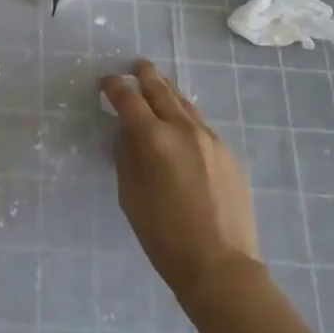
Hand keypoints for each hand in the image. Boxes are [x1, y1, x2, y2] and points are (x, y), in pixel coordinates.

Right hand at [100, 59, 259, 297]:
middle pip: (160, 89)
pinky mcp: (227, 152)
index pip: (128, 98)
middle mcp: (182, 128)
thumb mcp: (130, 195)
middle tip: (136, 66)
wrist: (221, 266)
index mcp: (153, 138)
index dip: (114, 86)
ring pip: (184, 102)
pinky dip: (185, 116)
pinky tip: (182, 125)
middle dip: (144, 75)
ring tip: (158, 85)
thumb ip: (126, 155)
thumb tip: (126, 132)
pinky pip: (200, 124)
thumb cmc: (164, 237)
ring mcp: (209, 138)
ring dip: (167, 91)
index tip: (106, 83)